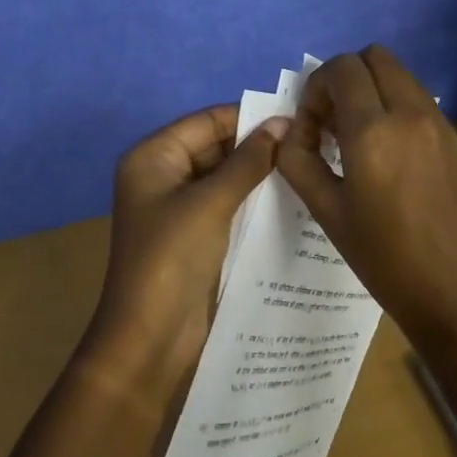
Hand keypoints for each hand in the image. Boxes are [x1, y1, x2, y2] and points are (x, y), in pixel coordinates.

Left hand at [84, 104, 288, 397]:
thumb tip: (282, 123)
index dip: (249, 118)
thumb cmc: (172, 258)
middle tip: (308, 145)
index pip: (207, 121)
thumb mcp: (211, 202)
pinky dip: (251, 199)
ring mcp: (177, 206)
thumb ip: (248, 161)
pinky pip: (225, 203)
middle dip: (256, 145)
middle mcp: (162, 174)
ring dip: (258, 173)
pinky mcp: (193, 233)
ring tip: (306, 167)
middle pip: (215, 146)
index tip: (296, 118)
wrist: (148, 338)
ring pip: (224, 176)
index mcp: (153, 156)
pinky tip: (288, 198)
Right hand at [276, 46, 456, 357]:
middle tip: (332, 121)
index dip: (316, 87)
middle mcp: (411, 113)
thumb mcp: (329, 213)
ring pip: (400, 75)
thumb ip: (300, 162)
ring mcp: (440, 123)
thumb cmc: (387, 261)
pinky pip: (419, 100)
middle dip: (345, 78)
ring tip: (358, 138)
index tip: (311, 125)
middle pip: (374, 57)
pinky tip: (389, 154)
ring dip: (372, 89)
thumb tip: (290, 133)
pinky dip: (396, 106)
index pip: (341, 68)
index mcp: (374, 131)